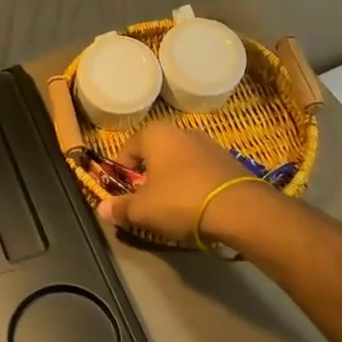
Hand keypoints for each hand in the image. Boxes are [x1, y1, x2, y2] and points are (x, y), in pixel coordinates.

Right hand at [97, 120, 266, 245]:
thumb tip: (101, 209)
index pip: (128, 149)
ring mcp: (209, 144)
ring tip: (174, 208)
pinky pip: (202, 172)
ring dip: (173, 181)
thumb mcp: (143, 210)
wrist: (240, 210)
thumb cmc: (180, 201)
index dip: (122, 173)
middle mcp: (182, 131)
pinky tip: (198, 207)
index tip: (124, 196)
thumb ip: (120, 208)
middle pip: (155, 154)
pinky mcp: (230, 161)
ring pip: (180, 162)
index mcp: (156, 134)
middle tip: (148, 203)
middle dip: (148, 177)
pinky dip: (196, 186)